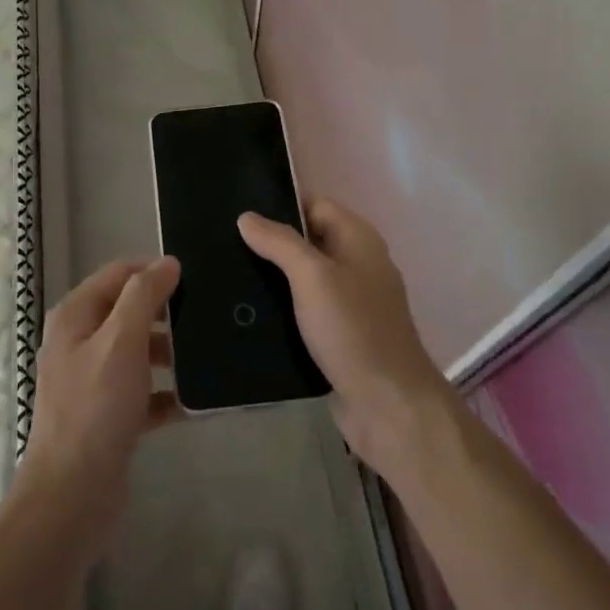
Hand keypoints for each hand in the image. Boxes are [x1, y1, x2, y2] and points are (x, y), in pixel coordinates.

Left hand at [19, 256, 181, 557]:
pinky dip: (166, 393)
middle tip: (206, 315)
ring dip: (169, 353)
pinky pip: (143, 392)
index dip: (153, 270)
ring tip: (207, 356)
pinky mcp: (107, 415)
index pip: (118, 274)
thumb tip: (167, 262)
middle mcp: (79, 342)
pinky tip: (196, 401)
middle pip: (128, 311)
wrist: (72, 496)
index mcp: (75, 316)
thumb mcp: (121, 341)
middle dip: (165, 313)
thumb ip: (144, 296)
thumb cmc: (96, 408)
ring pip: (137, 352)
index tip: (194, 277)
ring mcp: (92, 380)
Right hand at [238, 199, 458, 476]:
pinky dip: (281, 308)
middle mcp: (356, 264)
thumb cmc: (353, 330)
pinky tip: (247, 312)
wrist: (388, 406)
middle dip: (269, 242)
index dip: (278, 203)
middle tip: (222, 244)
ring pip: (302, 278)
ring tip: (226, 276)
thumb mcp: (313, 276)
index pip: (313, 204)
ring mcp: (349, 301)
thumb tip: (247, 217)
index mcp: (358, 239)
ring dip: (271, 278)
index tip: (236, 209)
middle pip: (306, 240)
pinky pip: (304, 310)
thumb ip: (280, 242)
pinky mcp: (339, 334)